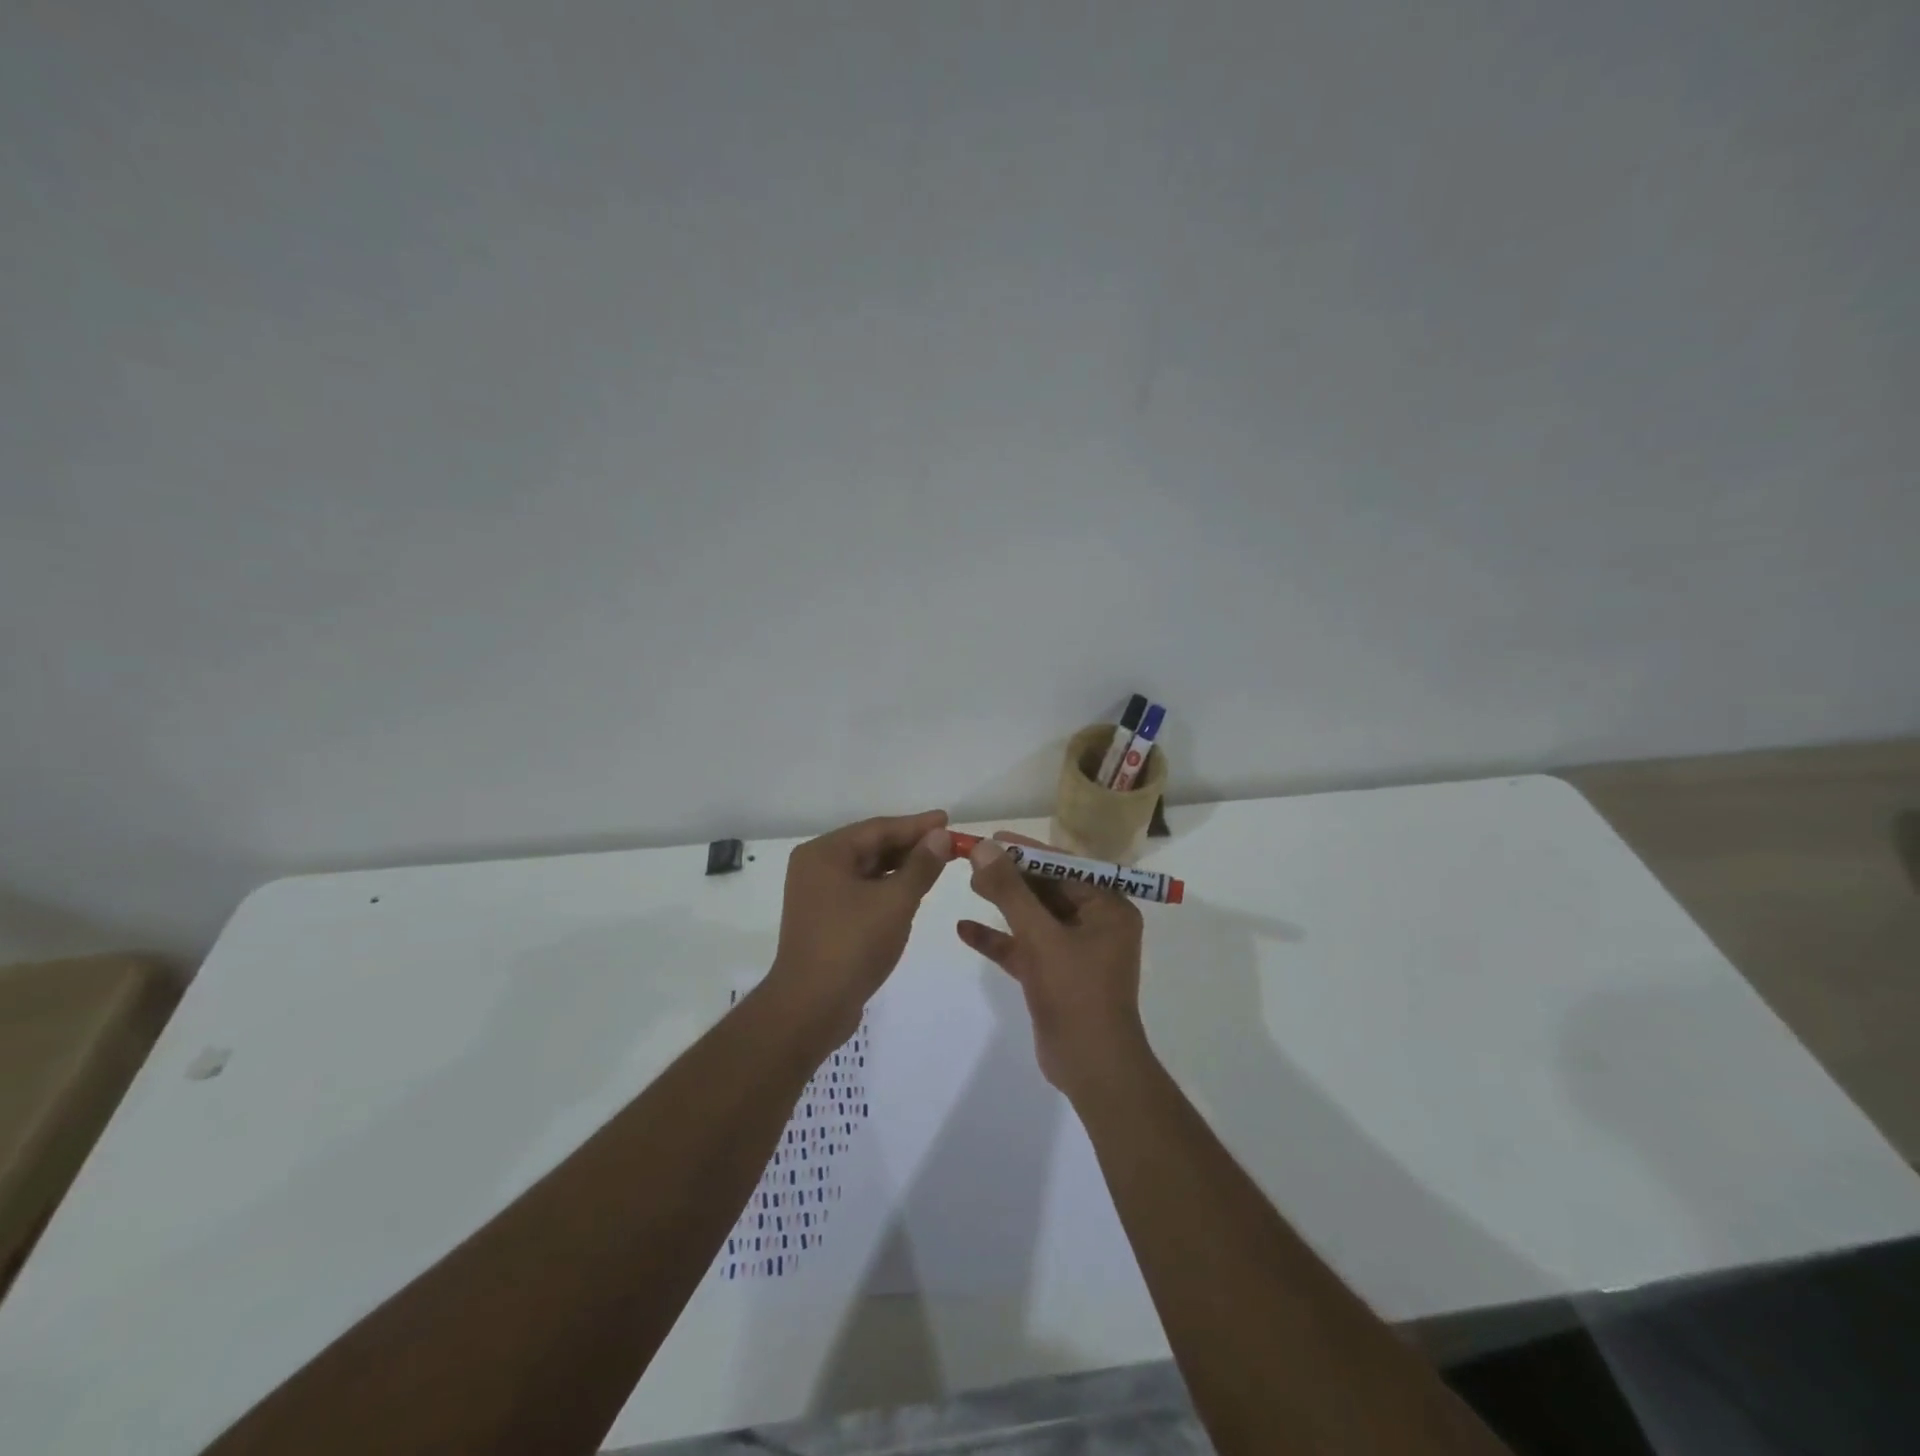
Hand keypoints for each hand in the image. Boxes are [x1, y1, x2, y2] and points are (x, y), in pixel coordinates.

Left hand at [767, 810, 952, 1039]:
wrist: (811, 1007)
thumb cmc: (852, 945)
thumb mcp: (895, 901)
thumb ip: (921, 866)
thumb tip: (940, 836)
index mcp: (825, 853)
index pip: (878, 828)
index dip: (916, 825)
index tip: (947, 821)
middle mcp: (816, 867)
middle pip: (871, 846)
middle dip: (910, 846)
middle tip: (948, 844)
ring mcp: (817, 894)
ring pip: (867, 870)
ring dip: (900, 867)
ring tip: (936, 865)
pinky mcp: (824, 918)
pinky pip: (861, 891)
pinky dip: (887, 888)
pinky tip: (911, 892)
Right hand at [957, 833, 1149, 1100]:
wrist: (1091, 1068)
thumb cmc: (1075, 993)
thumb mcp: (1040, 937)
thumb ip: (1011, 891)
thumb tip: (985, 847)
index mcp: (1108, 908)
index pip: (1065, 867)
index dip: (1027, 851)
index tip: (993, 838)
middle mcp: (1096, 924)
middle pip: (1048, 889)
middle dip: (1011, 876)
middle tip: (974, 860)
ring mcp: (1075, 951)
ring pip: (1035, 918)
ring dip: (1004, 904)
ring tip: (969, 885)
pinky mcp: (1056, 976)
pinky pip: (1026, 947)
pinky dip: (999, 939)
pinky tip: (964, 930)